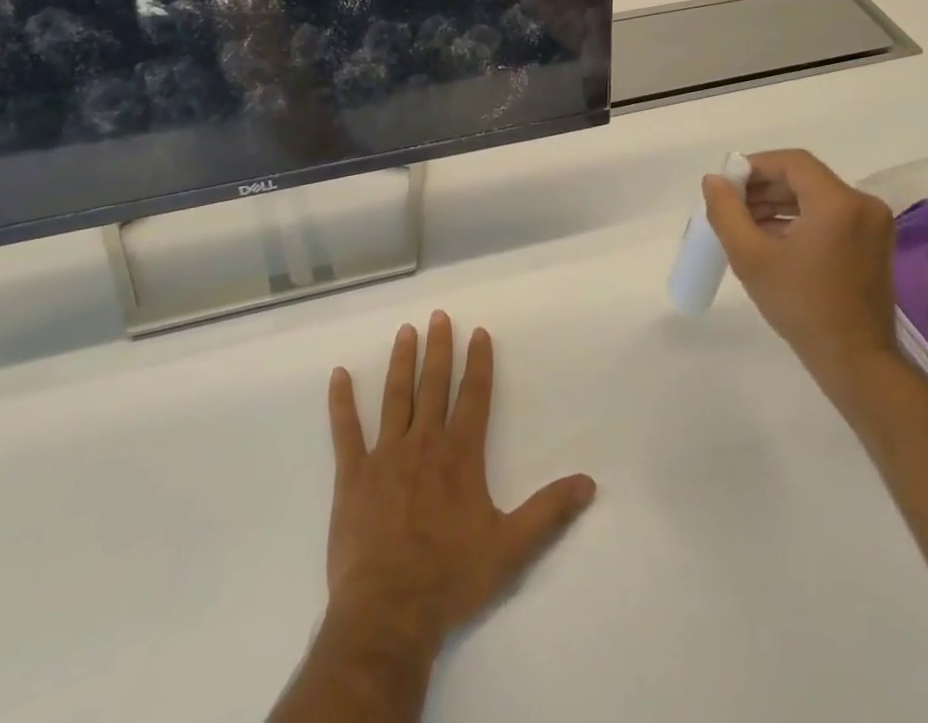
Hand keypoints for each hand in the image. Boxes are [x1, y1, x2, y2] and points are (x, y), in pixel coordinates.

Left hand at [324, 311, 596, 654]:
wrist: (390, 611)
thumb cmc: (451, 578)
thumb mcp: (511, 548)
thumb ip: (549, 512)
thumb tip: (589, 483)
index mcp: (460, 455)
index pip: (474, 396)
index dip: (478, 362)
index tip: (478, 332)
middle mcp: (424, 443)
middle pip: (433, 385)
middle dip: (438, 348)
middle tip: (438, 316)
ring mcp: (385, 455)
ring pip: (395, 397)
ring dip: (401, 362)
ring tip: (406, 331)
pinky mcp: (353, 475)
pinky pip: (346, 431)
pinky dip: (341, 402)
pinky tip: (338, 375)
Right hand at [702, 149, 898, 379]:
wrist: (856, 363)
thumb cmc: (801, 308)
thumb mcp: (751, 258)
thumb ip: (726, 212)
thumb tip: (714, 180)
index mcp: (838, 202)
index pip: (792, 162)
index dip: (755, 166)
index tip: (728, 186)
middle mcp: (862, 204)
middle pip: (804, 178)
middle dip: (764, 187)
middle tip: (732, 207)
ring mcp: (873, 224)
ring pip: (816, 196)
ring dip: (780, 203)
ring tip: (746, 224)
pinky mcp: (874, 242)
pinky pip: (830, 215)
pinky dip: (800, 219)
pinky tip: (772, 239)